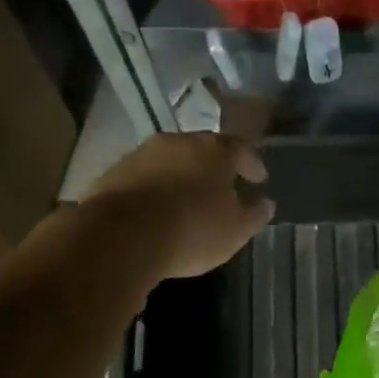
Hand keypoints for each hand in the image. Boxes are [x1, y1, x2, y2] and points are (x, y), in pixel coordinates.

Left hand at [86, 131, 274, 278]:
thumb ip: (255, 214)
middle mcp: (178, 142)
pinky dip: (155, 189)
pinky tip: (156, 210)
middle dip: (214, 167)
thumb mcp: (236, 230)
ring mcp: (142, 154)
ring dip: (181, 177)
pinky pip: (144, 178)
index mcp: (215, 150)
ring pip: (170, 161)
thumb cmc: (193, 229)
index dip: (252, 164)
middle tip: (223, 187)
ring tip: (188, 200)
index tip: (259, 178)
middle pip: (203, 150)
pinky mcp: (113, 172)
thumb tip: (265, 203)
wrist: (121, 236)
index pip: (242, 148)